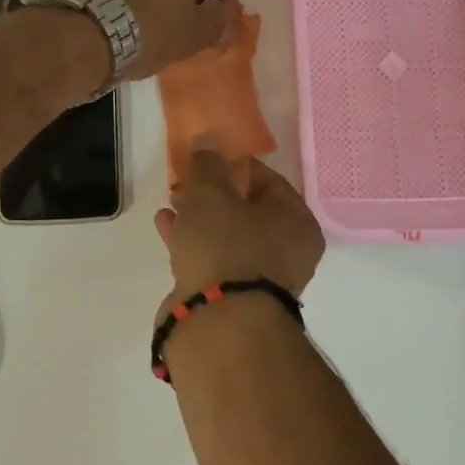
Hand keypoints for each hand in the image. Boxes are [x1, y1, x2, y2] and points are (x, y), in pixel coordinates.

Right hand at [153, 152, 324, 317]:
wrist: (217, 324)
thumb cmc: (225, 246)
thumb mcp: (211, 194)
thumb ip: (208, 164)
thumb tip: (209, 140)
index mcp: (297, 223)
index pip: (269, 181)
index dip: (236, 165)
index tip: (208, 158)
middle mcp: (287, 253)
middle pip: (248, 211)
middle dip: (214, 194)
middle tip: (188, 181)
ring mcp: (260, 281)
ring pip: (228, 238)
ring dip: (200, 219)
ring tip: (172, 202)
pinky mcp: (233, 301)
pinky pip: (213, 261)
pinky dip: (192, 243)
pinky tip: (166, 228)